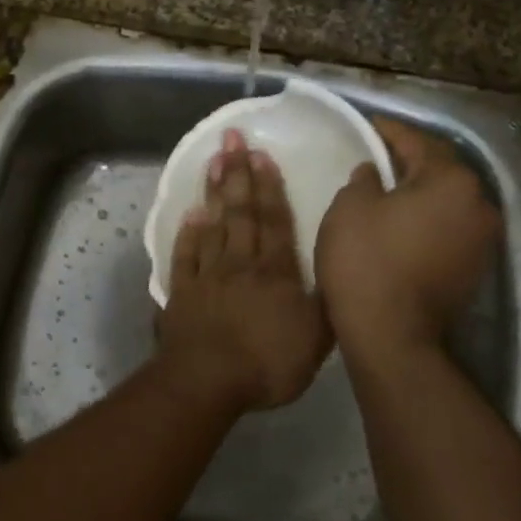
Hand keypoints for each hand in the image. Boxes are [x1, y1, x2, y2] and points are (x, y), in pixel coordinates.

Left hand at [158, 130, 331, 411]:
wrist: (208, 381)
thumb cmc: (267, 362)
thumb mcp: (317, 339)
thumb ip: (327, 303)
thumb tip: (338, 273)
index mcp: (275, 271)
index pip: (274, 221)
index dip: (269, 186)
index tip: (261, 154)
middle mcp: (241, 263)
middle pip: (241, 212)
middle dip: (238, 174)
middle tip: (231, 139)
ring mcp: (208, 275)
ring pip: (212, 225)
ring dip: (214, 192)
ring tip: (213, 161)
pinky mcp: (182, 292)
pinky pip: (185, 255)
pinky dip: (187, 233)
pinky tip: (189, 213)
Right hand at [316, 116, 501, 361]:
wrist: (391, 334)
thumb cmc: (366, 260)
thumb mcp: (350, 206)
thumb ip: (364, 178)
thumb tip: (374, 172)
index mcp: (452, 180)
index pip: (417, 142)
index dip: (388, 131)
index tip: (368, 125)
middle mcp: (480, 204)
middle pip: (440, 171)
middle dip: (409, 162)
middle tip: (376, 156)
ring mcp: (483, 240)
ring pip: (447, 201)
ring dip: (421, 193)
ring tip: (388, 190)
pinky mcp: (475, 269)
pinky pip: (449, 228)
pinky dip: (428, 221)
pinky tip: (402, 224)